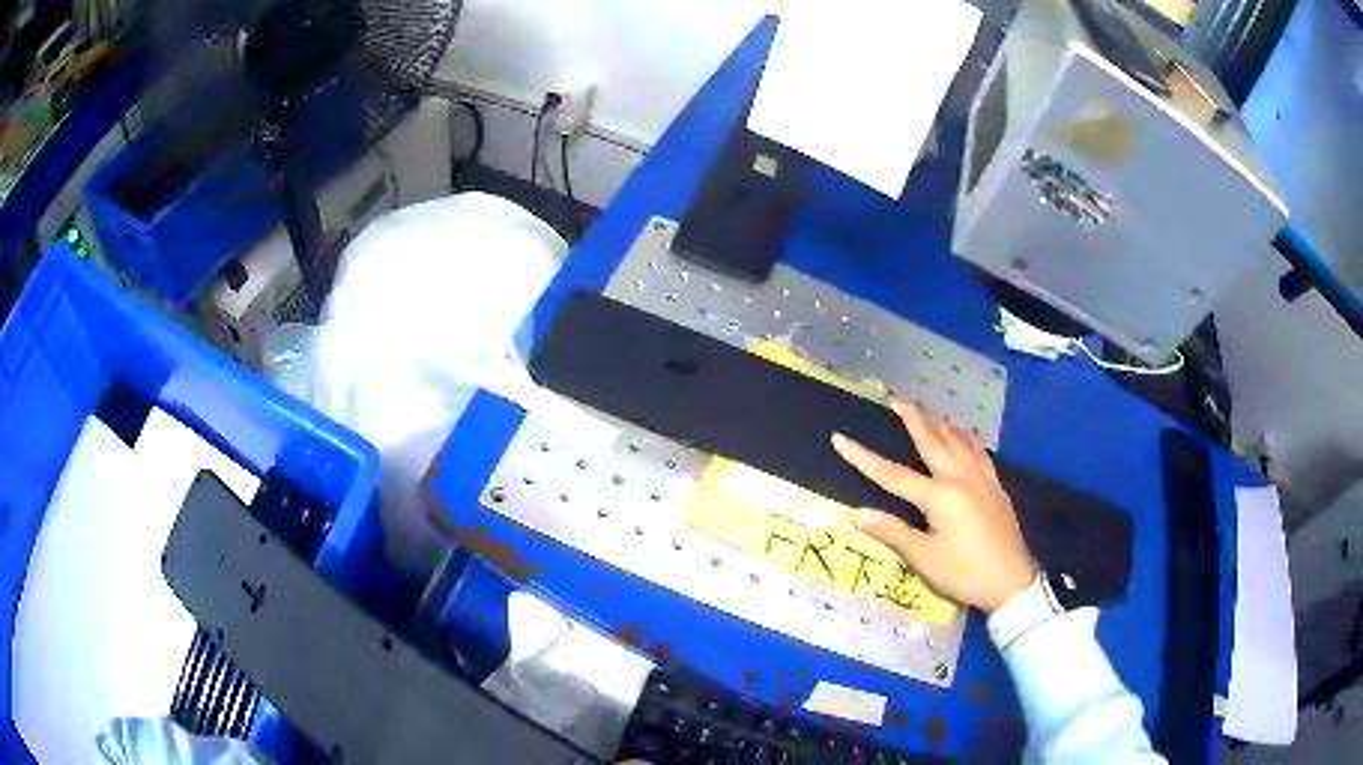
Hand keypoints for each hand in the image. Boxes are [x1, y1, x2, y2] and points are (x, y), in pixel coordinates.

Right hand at [831, 401, 1036, 613]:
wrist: (1012, 582)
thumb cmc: (965, 573)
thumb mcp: (925, 559)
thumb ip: (893, 532)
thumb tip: (858, 513)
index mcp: (939, 496)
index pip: (893, 474)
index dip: (864, 457)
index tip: (840, 438)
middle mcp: (960, 478)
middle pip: (931, 441)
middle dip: (911, 418)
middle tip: (895, 396)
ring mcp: (981, 479)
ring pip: (958, 441)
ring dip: (939, 423)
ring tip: (926, 409)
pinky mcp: (996, 486)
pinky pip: (978, 452)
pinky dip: (966, 437)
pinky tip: (964, 433)